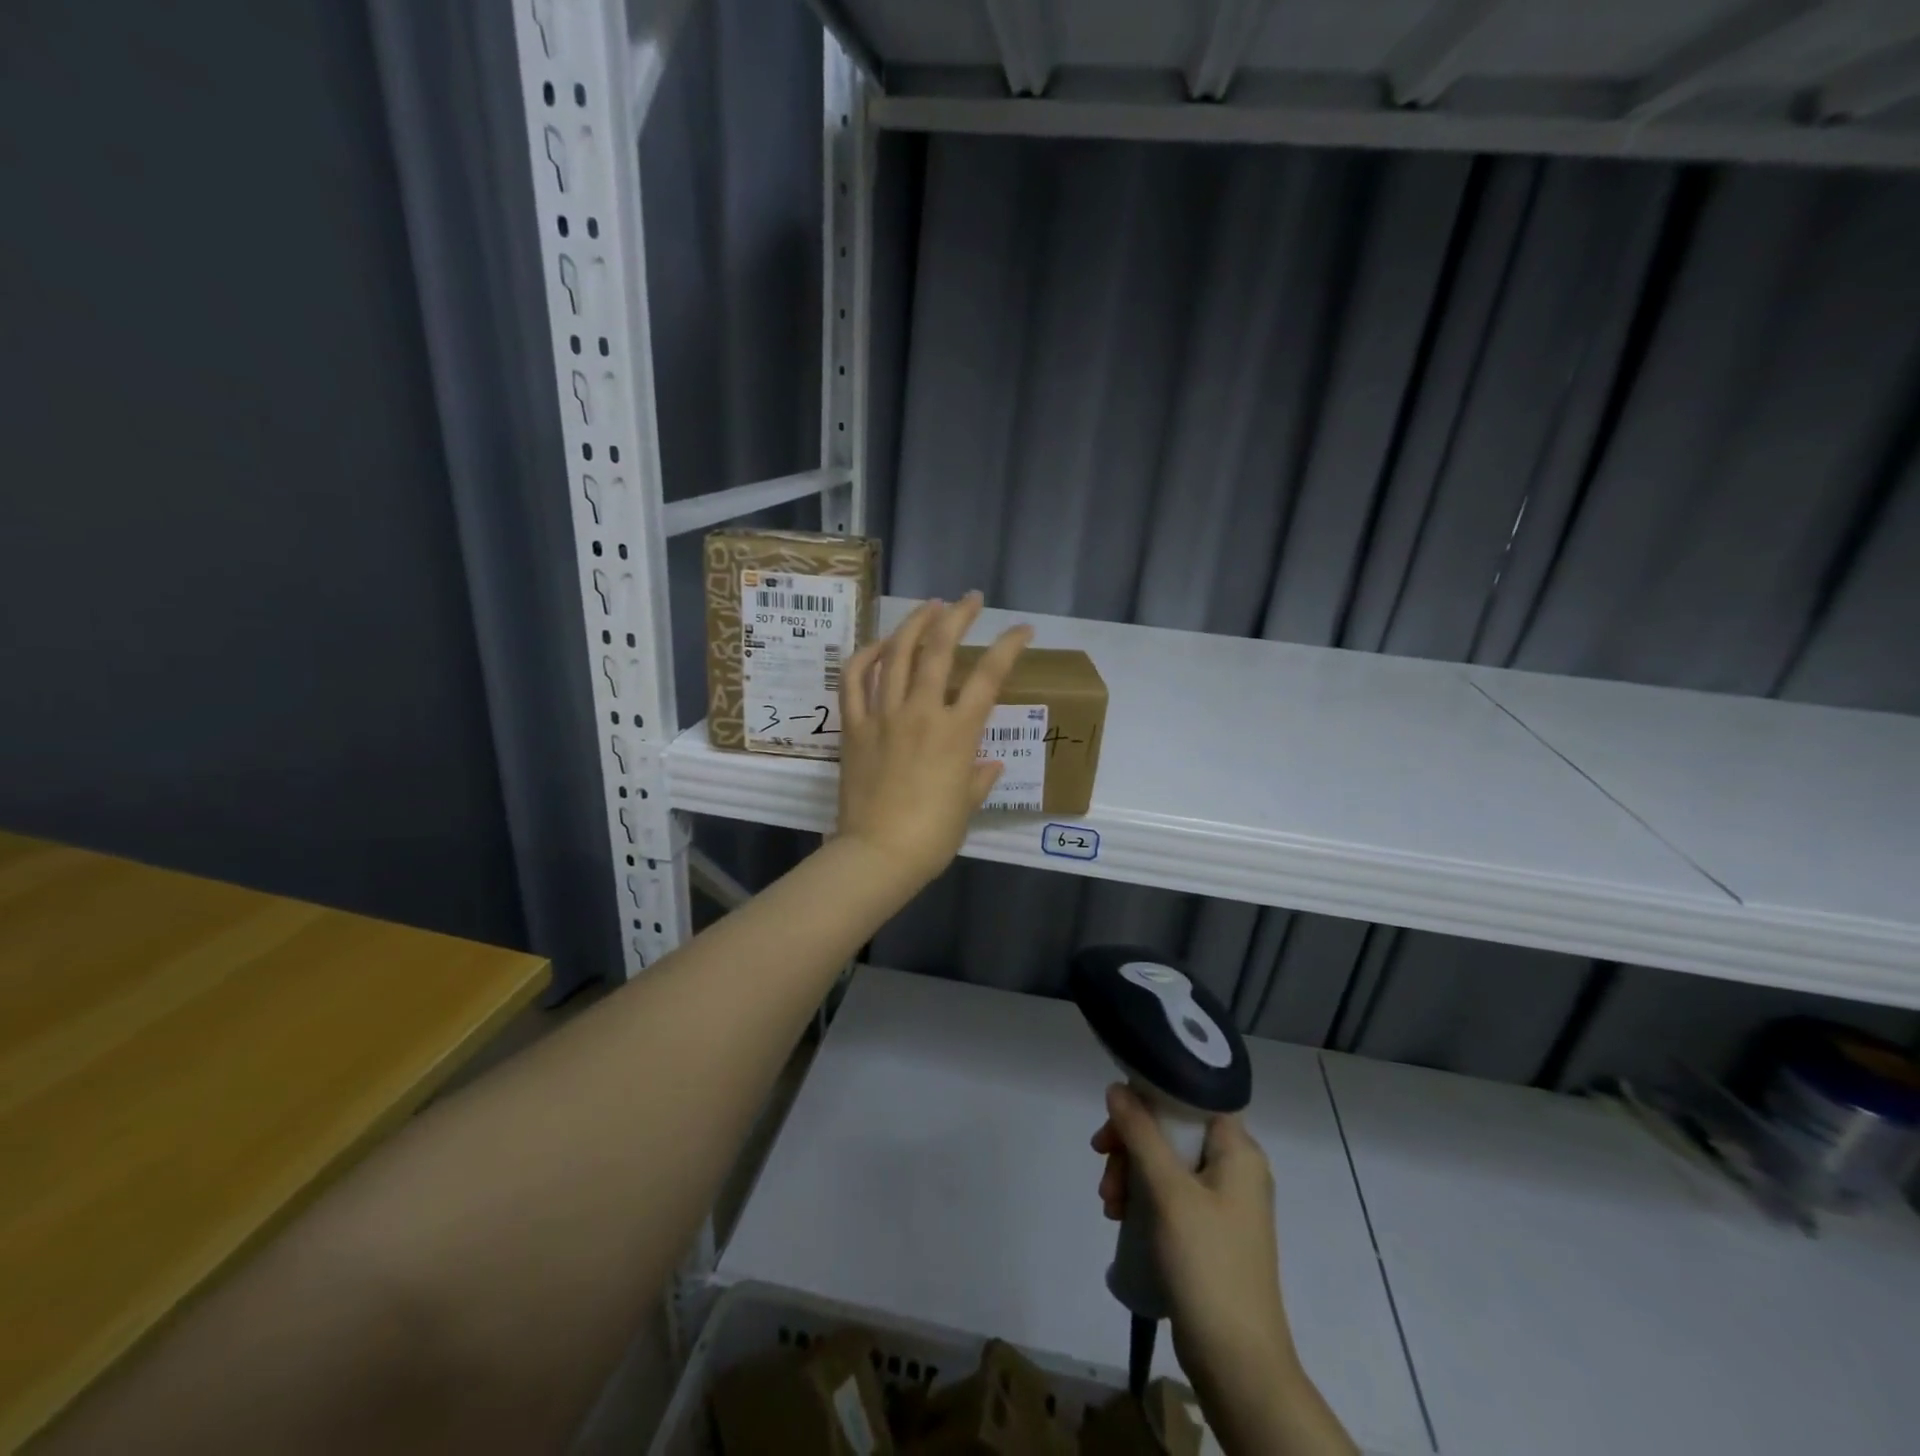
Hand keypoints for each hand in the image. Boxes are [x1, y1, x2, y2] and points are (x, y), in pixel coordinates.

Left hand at [835, 593, 1030, 890]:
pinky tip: (879, 645)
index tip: (1022, 630)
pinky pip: (854, 680)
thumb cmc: (931, 836)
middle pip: (939, 649)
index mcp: (957, 732)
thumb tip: (989, 764)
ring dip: (914, 623)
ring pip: (896, 653)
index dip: (1009, 646)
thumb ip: (979, 779)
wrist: (878, 855)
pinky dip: (866, 656)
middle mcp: (921, 712)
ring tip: (928, 606)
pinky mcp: (854, 726)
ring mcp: (883, 715)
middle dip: (958, 616)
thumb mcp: (966, 806)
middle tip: (969, 600)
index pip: (989, 676)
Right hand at [1095, 1086, 1355, 1455]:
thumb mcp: (1168, 1192)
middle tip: (1101, 1160)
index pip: (1193, 1095)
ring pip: (1166, 1161)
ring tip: (1109, 1204)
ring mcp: (1223, 1202)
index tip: (1117, 1109)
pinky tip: (1120, 1216)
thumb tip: (1117, 1087)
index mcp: (1239, 1150)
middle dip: (1132, 1142)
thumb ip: (1141, 1133)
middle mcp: (1235, 1168)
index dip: (1152, 1094)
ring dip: (1131, 1172)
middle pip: (1173, 1129)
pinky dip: (1142, 1196)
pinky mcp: (1209, 1230)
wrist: (1238, 1364)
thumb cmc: (1207, 1265)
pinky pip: (1170, 1193)